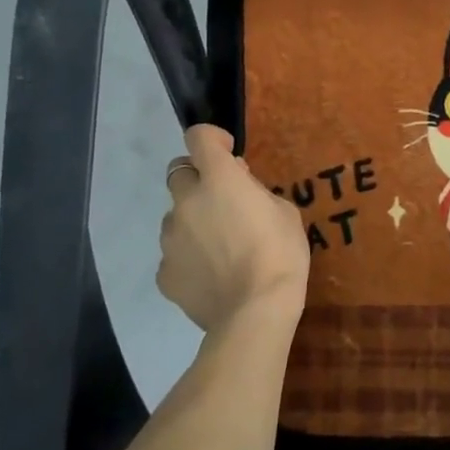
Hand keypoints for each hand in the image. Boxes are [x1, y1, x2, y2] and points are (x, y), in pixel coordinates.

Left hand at [158, 125, 308, 334]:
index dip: (211, 139)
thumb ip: (257, 192)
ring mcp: (171, 238)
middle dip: (198, 180)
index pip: (199, 137)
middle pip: (178, 173)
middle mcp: (187, 202)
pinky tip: (211, 274)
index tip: (227, 153)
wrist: (256, 312)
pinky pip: (174, 254)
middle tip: (223, 201)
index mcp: (219, 180)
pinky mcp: (165, 273)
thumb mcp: (285, 211)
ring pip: (175, 217)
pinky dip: (188, 257)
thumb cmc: (280, 254)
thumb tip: (239, 187)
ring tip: (219, 246)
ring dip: (193, 220)